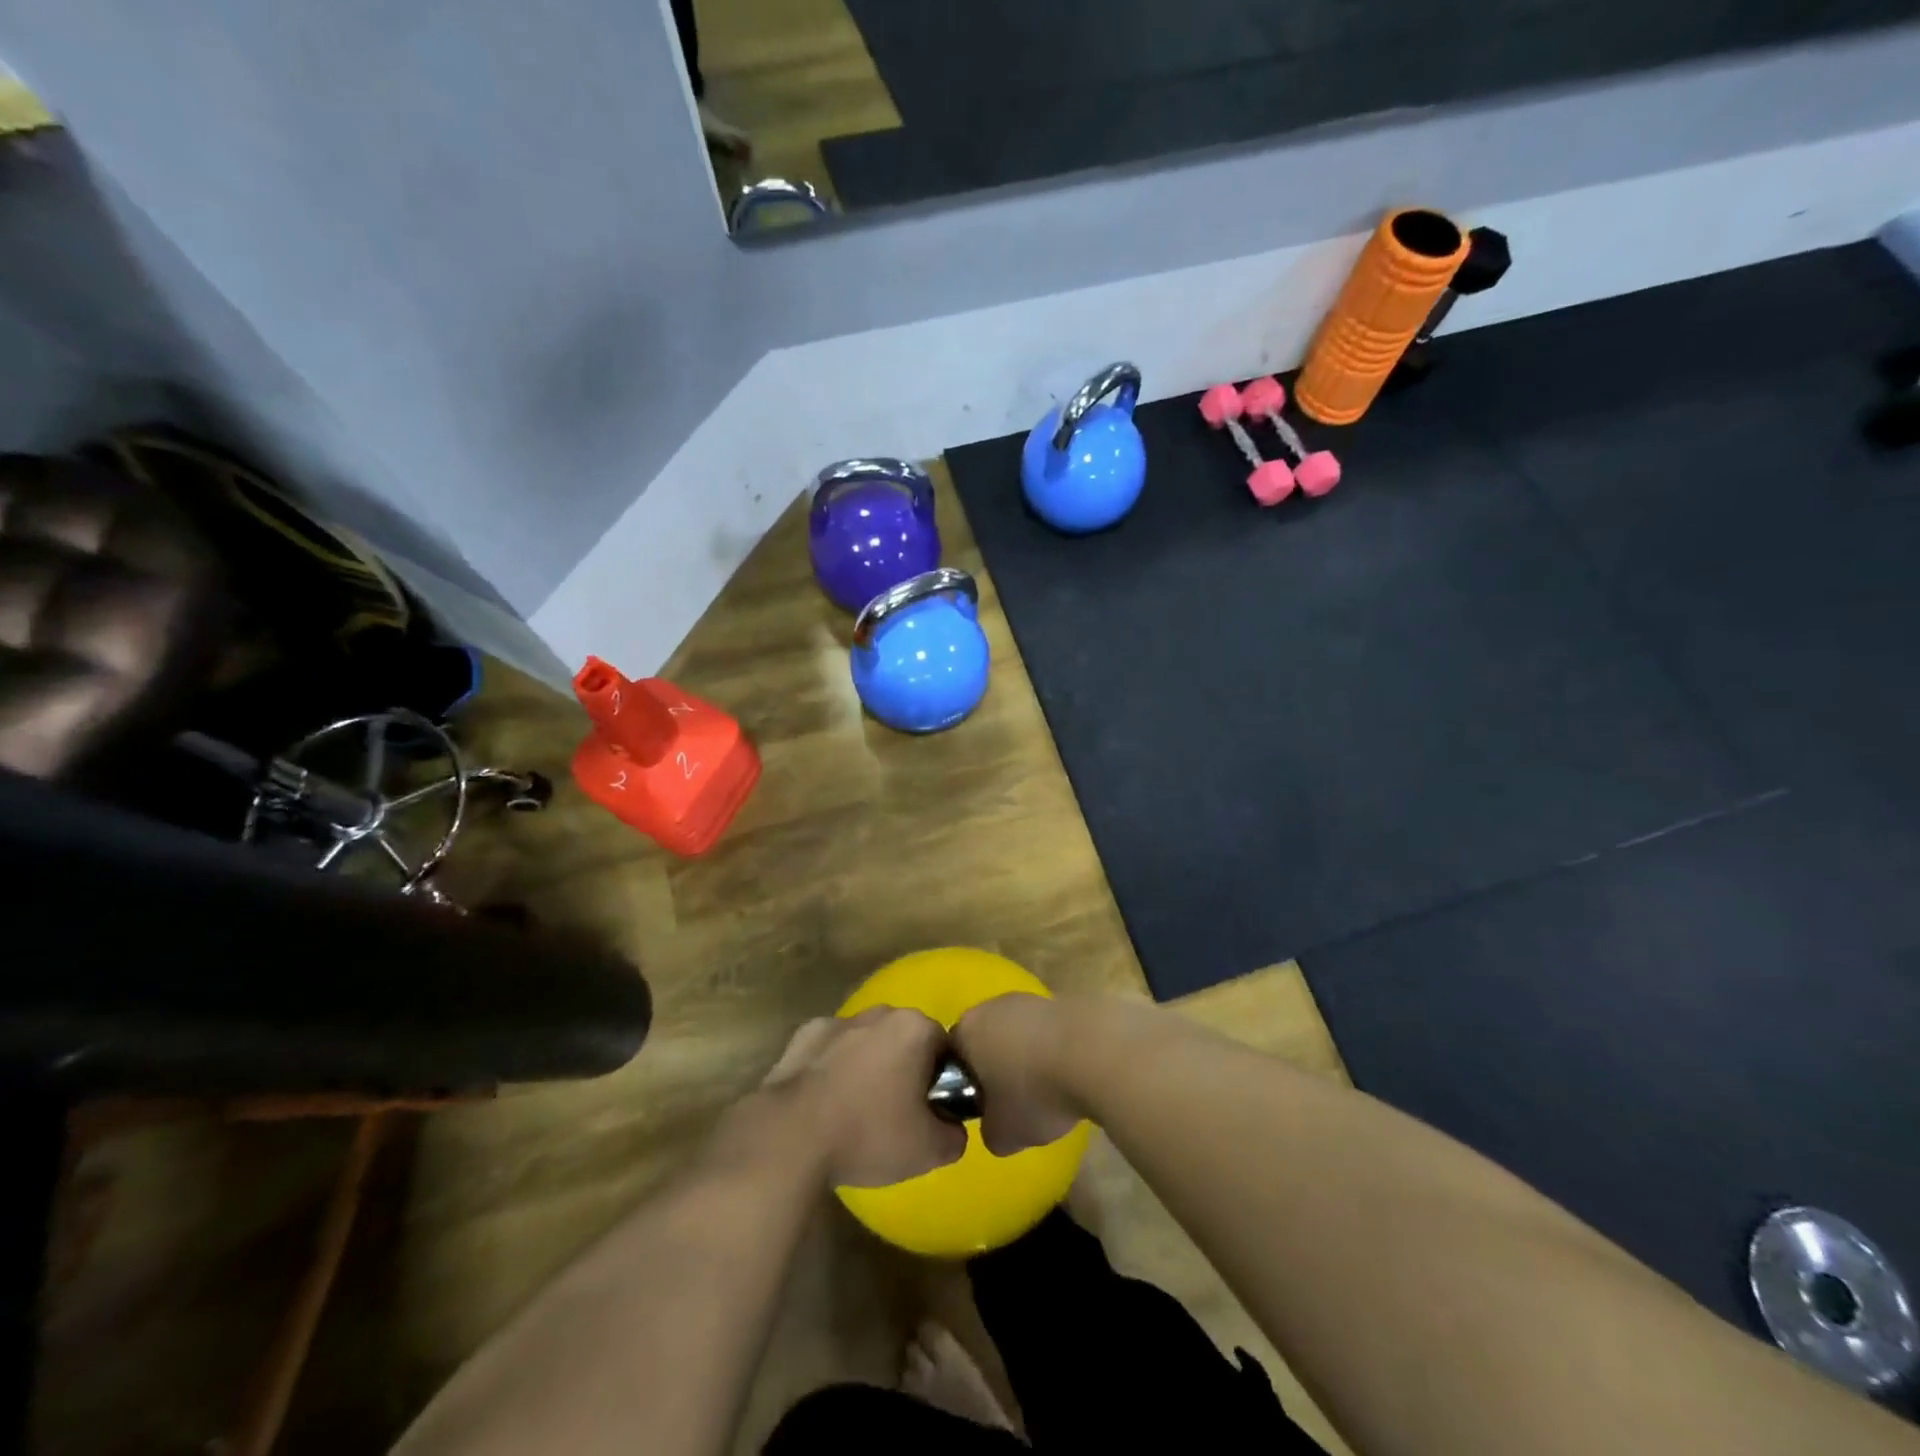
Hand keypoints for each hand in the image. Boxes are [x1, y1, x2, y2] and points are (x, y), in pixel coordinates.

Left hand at [762, 1008, 965, 1187]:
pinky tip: (825, 1102)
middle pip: (905, 1040)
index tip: (929, 1112)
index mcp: (915, 1028)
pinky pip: (831, 1050)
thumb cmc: (869, 1134)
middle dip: (905, 1069)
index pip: (944, 1048)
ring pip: (867, 1042)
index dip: (941, 1081)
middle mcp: (880, 1012)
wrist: (791, 1136)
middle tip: (896, 1114)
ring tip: (856, 1112)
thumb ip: (955, 1135)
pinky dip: (833, 1068)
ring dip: (868, 1067)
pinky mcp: (804, 1034)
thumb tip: (952, 1128)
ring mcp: (839, 1020)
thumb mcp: (929, 1150)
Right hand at [950, 994, 1083, 1156]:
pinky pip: (1050, 1032)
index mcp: (967, 1030)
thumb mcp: (1002, 1135)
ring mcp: (1031, 999)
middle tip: (1015, 1101)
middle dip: (998, 1067)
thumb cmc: (1034, 1093)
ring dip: (1029, 1057)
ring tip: (1050, 1090)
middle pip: (987, 1039)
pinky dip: (1056, 1050)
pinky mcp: (1064, 1001)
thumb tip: (997, 1125)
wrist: (1095, 1054)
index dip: (966, 1084)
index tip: (984, 1108)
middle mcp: (993, 1005)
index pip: (953, 1057)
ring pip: (1020, 1033)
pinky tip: (1073, 1075)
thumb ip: (989, 1131)